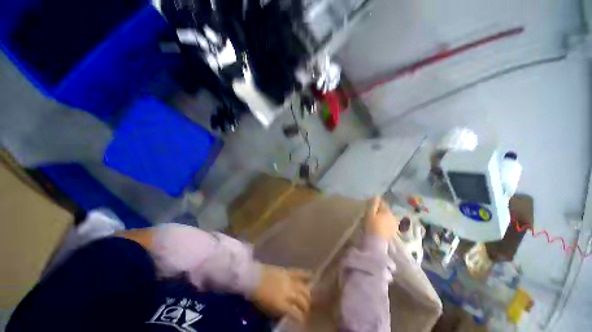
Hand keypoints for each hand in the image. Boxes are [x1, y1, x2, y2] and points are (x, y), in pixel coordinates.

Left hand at [251, 265, 311, 321]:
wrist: (252, 277)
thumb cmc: (257, 295)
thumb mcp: (267, 308)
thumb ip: (279, 311)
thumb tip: (288, 313)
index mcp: (281, 304)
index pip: (296, 313)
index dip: (301, 317)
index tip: (302, 319)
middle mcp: (288, 293)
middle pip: (302, 300)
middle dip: (306, 306)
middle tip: (306, 309)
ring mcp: (288, 280)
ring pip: (303, 288)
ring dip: (307, 294)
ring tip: (308, 297)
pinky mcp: (286, 271)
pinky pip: (298, 272)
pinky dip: (306, 274)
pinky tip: (312, 275)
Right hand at [364, 197, 398, 239]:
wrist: (376, 243)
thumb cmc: (371, 226)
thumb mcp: (369, 213)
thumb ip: (373, 204)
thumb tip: (376, 196)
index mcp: (387, 211)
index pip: (381, 202)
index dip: (374, 201)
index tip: (367, 203)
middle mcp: (393, 216)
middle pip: (385, 209)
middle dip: (378, 208)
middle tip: (370, 210)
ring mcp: (394, 224)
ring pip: (387, 216)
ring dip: (382, 215)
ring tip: (374, 218)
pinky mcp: (393, 231)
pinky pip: (388, 222)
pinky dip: (384, 221)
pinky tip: (379, 224)